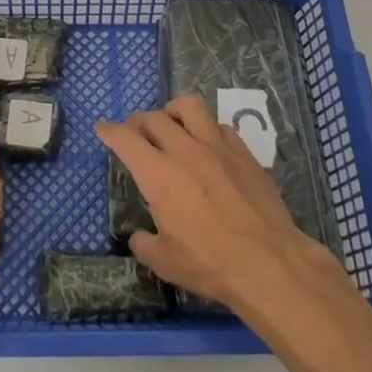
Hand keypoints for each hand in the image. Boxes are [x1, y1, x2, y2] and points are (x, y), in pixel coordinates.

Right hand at [95, 94, 347, 313]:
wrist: (268, 263)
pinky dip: (207, 130)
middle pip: (155, 117)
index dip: (110, 131)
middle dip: (139, 121)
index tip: (102, 127)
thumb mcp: (165, 262)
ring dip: (173, 111)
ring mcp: (217, 147)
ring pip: (189, 107)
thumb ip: (145, 244)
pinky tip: (209, 146)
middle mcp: (185, 150)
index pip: (126, 139)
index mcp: (159, 174)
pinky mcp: (244, 153)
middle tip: (137, 132)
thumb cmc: (210, 264)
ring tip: (172, 124)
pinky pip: (219, 127)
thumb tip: (138, 236)